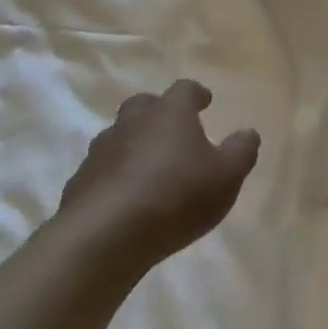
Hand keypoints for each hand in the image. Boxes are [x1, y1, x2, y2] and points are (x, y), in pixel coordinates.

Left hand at [55, 79, 259, 273]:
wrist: (102, 239)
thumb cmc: (175, 197)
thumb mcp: (226, 176)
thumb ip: (241, 151)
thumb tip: (248, 133)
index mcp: (170, 113)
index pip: (184, 89)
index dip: (196, 94)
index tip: (205, 102)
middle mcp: (132, 122)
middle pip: (143, 105)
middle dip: (157, 113)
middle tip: (172, 130)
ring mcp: (101, 152)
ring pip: (118, 137)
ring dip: (132, 146)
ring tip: (147, 169)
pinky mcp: (78, 184)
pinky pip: (100, 172)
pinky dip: (112, 178)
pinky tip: (123, 200)